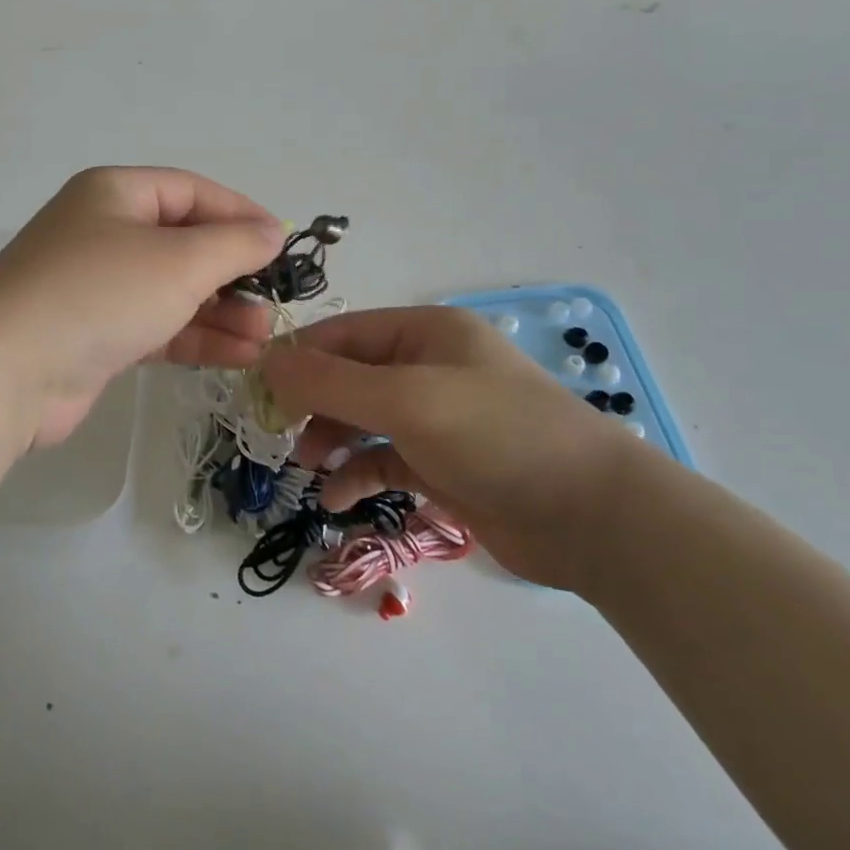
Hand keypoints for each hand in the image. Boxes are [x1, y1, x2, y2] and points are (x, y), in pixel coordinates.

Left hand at [0, 168, 286, 446]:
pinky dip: (195, 338)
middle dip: (234, 273)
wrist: (3, 374)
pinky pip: (158, 327)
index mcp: (116, 193)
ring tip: (264, 337)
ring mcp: (98, 287)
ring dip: (221, 312)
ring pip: (174, 291)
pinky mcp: (95, 335)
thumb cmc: (98, 294)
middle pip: (185, 243)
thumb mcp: (178, 261)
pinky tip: (239, 355)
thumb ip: (234, 244)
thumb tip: (273, 231)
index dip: (242, 214)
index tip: (284, 245)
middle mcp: (105, 232)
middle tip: (275, 301)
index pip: (193, 191)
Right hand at [262, 306, 657, 591]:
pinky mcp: (443, 464)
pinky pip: (384, 460)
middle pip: (349, 376)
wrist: (593, 517)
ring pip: (362, 420)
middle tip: (280, 435)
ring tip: (310, 468)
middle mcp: (428, 367)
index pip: (343, 334)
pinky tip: (336, 498)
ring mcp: (437, 417)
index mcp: (425, 332)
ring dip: (331, 441)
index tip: (256, 391)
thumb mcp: (406, 401)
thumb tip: (266, 363)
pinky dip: (358, 475)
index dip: (298, 358)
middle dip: (312, 404)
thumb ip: (331, 382)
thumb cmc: (496, 436)